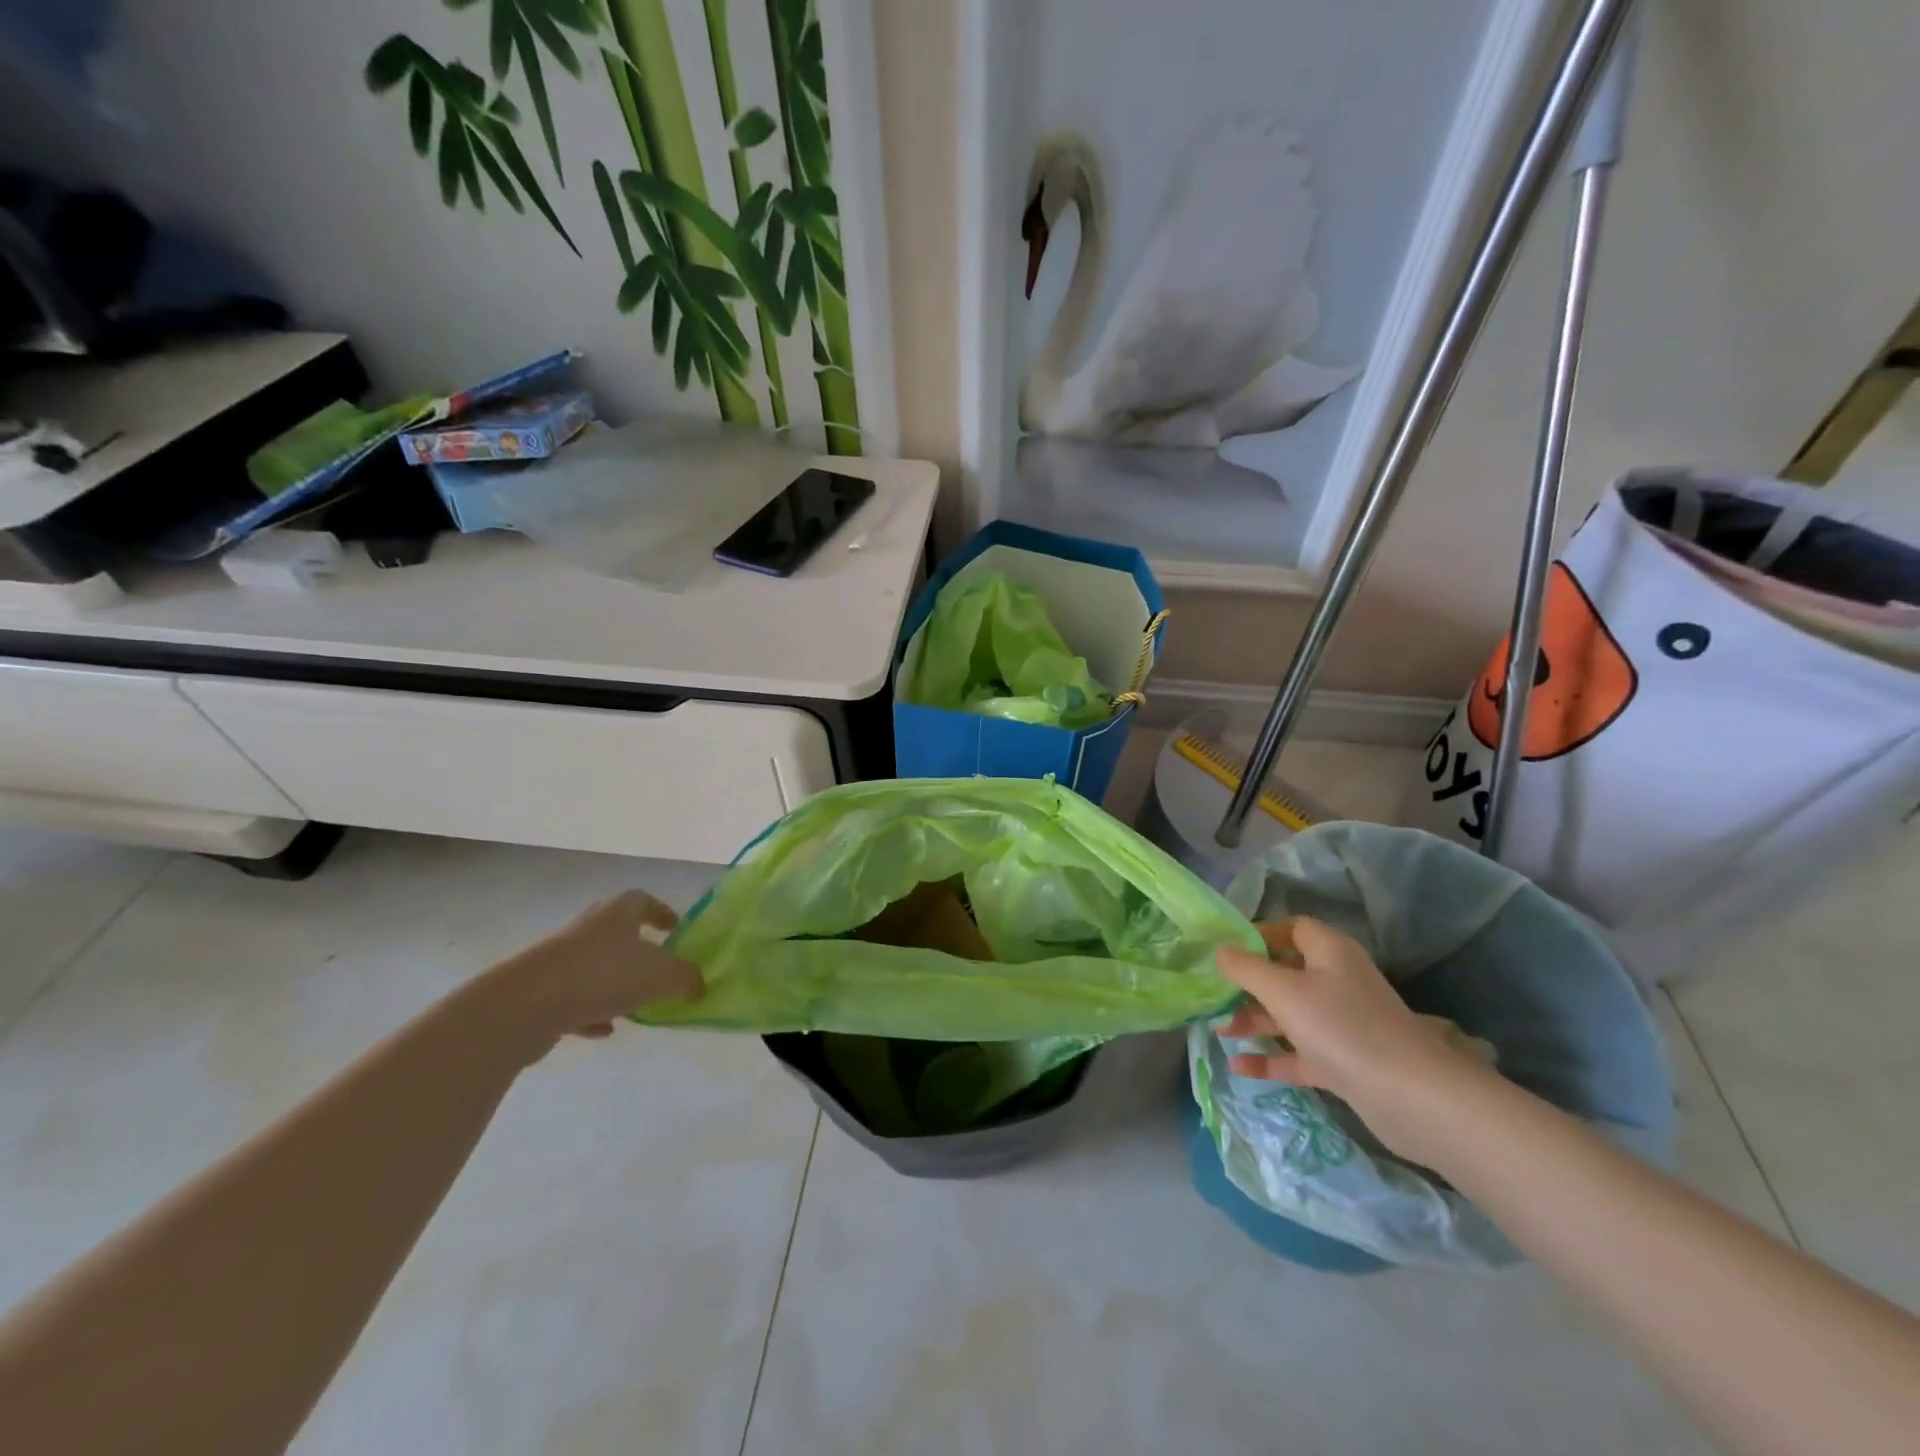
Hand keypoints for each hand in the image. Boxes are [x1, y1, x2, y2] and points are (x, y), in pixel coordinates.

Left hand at [491, 890, 704, 1052]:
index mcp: (618, 912)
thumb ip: (686, 978)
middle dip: (638, 948)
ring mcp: (559, 958)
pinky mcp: (539, 990)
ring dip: (614, 982)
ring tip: (635, 1004)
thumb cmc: (604, 975)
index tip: (675, 928)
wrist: (526, 1004)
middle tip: (658, 966)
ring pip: (595, 966)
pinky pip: (573, 997)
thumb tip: (699, 984)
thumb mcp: (662, 975)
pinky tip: (603, 1030)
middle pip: (618, 932)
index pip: (644, 901)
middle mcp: (588, 927)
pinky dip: (590, 1011)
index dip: (662, 912)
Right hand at [1214, 917, 1491, 1162]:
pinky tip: (1238, 1067)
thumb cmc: (1340, 1026)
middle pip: (1287, 973)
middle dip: (1249, 984)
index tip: (1226, 949)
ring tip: (1218, 1031)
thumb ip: (1245, 968)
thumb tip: (1220, 950)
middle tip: (1215, 993)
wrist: (1410, 1096)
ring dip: (1255, 1022)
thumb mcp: (1282, 990)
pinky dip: (1271, 1058)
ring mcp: (1342, 1024)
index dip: (1259, 934)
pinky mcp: (1344, 1062)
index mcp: (1329, 953)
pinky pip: (1299, 1053)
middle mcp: (1337, 982)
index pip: (1292, 928)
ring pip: (1290, 1015)